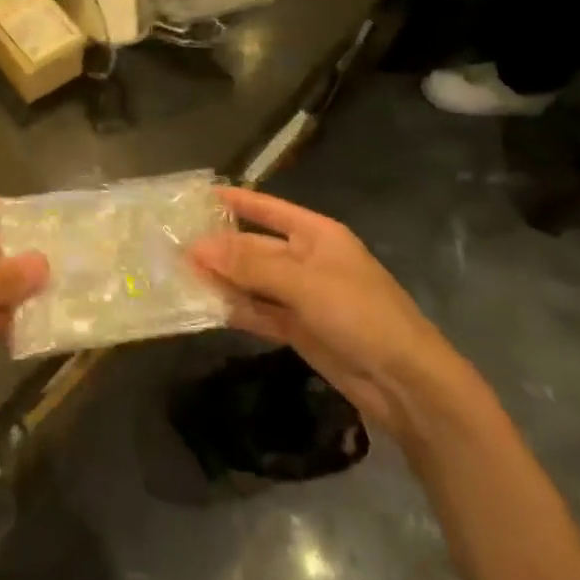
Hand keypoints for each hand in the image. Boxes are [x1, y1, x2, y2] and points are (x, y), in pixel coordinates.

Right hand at [189, 187, 465, 443]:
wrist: (406, 383)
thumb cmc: (360, 314)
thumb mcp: (303, 283)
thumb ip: (249, 265)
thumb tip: (197, 247)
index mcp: (316, 235)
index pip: (267, 208)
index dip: (235, 200)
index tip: (196, 196)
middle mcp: (306, 260)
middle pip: (254, 247)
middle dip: (219, 247)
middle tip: (173, 246)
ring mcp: (302, 296)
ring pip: (253, 281)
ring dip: (222, 279)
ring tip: (177, 275)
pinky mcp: (298, 329)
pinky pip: (259, 311)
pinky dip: (235, 309)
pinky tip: (205, 307)